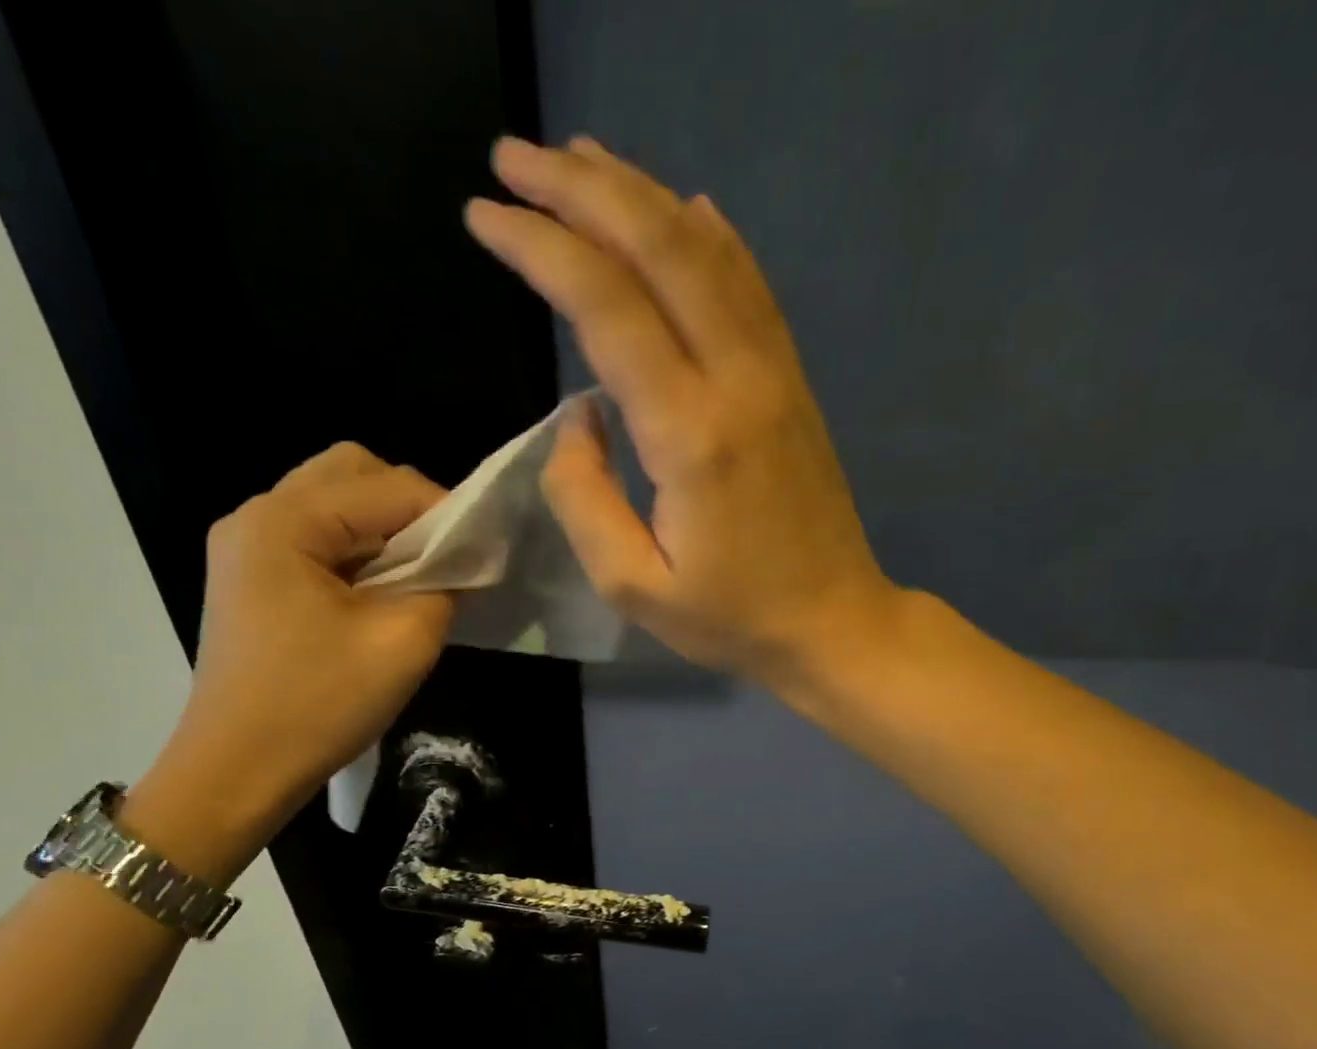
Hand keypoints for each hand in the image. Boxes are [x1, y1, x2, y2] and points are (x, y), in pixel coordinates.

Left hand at [129, 445, 452, 876]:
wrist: (236, 773)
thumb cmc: (318, 706)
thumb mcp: (403, 643)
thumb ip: (445, 585)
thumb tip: (463, 562)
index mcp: (285, 521)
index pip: (387, 485)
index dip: (447, 511)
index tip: (484, 551)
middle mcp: (256, 517)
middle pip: (350, 473)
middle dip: (407, 507)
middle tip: (443, 559)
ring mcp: (245, 547)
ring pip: (331, 503)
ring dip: (381, 530)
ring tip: (414, 579)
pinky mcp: (248, 579)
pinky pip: (313, 539)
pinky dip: (354, 552)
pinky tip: (376, 594)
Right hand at [464, 136, 897, 686]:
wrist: (832, 622)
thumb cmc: (728, 617)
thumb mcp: (632, 586)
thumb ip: (584, 498)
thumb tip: (578, 415)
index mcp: (690, 434)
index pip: (607, 307)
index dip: (541, 249)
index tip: (485, 215)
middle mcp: (736, 378)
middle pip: (659, 247)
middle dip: (580, 189)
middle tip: (514, 157)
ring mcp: (773, 371)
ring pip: (707, 249)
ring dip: (638, 194)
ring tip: (578, 161)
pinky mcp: (790, 380)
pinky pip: (749, 283)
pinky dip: (709, 233)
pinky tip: (682, 205)